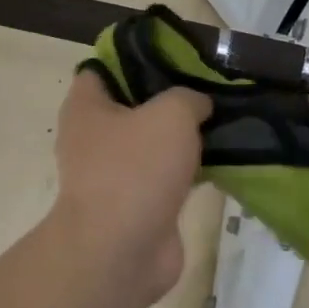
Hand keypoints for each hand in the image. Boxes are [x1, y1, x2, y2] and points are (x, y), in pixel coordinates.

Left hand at [51, 70, 211, 302]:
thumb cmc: (135, 169)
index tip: (173, 56)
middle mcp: (93, 137)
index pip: (103, 68)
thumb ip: (187, 98)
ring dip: (182, 136)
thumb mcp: (170, 114)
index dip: (135, 57)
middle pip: (133, 105)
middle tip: (207, 87)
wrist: (122, 251)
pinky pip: (165, 177)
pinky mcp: (136, 204)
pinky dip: (189, 170)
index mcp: (86, 107)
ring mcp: (113, 174)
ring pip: (152, 143)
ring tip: (223, 119)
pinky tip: (223, 158)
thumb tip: (197, 104)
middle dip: (168, 97)